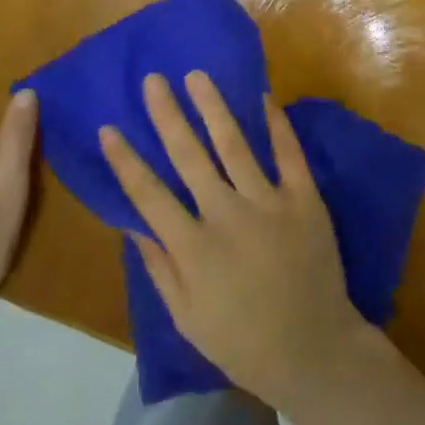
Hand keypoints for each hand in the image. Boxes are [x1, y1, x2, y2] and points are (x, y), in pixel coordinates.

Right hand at [100, 72, 368, 411]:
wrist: (314, 349)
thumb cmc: (243, 341)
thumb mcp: (187, 318)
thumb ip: (159, 268)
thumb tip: (132, 224)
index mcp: (194, 249)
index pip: (149, 195)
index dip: (126, 161)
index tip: (109, 128)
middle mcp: (228, 216)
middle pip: (189, 156)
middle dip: (167, 115)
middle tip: (153, 80)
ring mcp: (269, 203)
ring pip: (235, 144)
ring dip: (213, 107)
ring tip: (197, 76)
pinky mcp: (305, 199)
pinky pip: (289, 153)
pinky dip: (276, 124)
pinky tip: (263, 97)